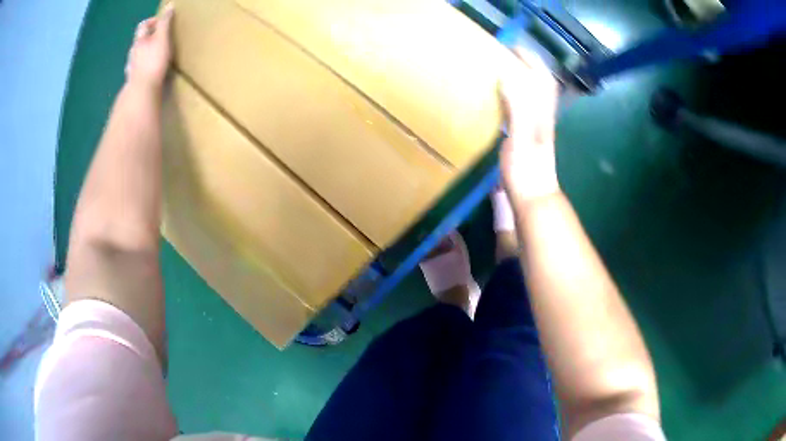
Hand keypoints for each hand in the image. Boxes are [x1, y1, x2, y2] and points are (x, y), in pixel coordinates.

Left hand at [125, 4, 173, 91]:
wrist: (142, 91)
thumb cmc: (153, 62)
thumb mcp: (162, 38)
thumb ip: (165, 22)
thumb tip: (169, 6)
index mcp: (139, 41)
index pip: (143, 25)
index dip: (152, 21)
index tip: (161, 22)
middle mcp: (132, 53)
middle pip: (138, 41)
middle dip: (148, 38)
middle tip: (159, 39)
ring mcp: (131, 68)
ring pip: (136, 56)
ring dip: (143, 54)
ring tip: (153, 56)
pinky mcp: (132, 81)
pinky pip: (136, 71)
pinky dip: (141, 68)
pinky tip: (146, 72)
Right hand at [499, 49, 560, 203]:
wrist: (534, 197)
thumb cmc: (527, 170)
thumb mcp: (522, 136)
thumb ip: (517, 106)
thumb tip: (507, 75)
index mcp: (541, 112)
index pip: (542, 78)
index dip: (530, 60)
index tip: (512, 48)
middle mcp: (542, 115)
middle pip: (540, 84)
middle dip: (526, 65)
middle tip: (504, 56)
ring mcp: (537, 126)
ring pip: (533, 94)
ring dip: (521, 78)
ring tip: (500, 70)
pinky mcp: (529, 136)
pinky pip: (524, 107)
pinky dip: (514, 95)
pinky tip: (500, 98)